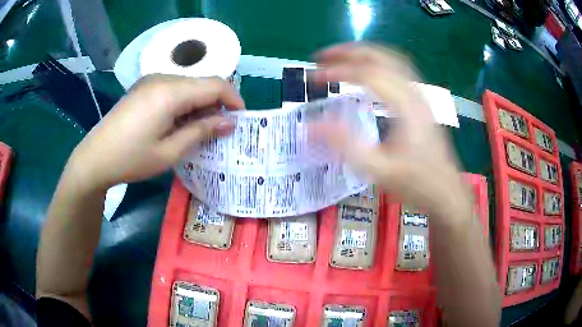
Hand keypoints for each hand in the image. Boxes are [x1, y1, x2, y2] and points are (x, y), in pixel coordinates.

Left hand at [66, 75, 243, 189]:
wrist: (95, 157)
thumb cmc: (131, 159)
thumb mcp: (169, 152)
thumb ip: (201, 132)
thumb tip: (229, 122)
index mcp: (170, 92)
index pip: (215, 84)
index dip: (233, 99)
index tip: (241, 118)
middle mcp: (162, 78)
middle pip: (202, 82)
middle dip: (218, 102)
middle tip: (221, 128)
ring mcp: (151, 80)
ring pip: (189, 85)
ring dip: (201, 103)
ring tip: (201, 128)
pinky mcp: (144, 87)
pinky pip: (174, 88)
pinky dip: (185, 102)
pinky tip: (180, 121)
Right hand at [315, 43, 470, 216]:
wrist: (446, 192)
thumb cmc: (415, 183)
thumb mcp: (378, 169)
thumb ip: (345, 145)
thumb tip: (311, 126)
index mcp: (405, 106)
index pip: (368, 74)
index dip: (338, 70)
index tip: (314, 76)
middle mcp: (414, 92)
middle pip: (381, 56)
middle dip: (349, 51)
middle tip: (322, 57)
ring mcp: (420, 96)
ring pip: (392, 59)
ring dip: (364, 54)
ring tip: (340, 59)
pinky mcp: (421, 102)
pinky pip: (398, 71)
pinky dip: (377, 64)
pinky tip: (367, 73)